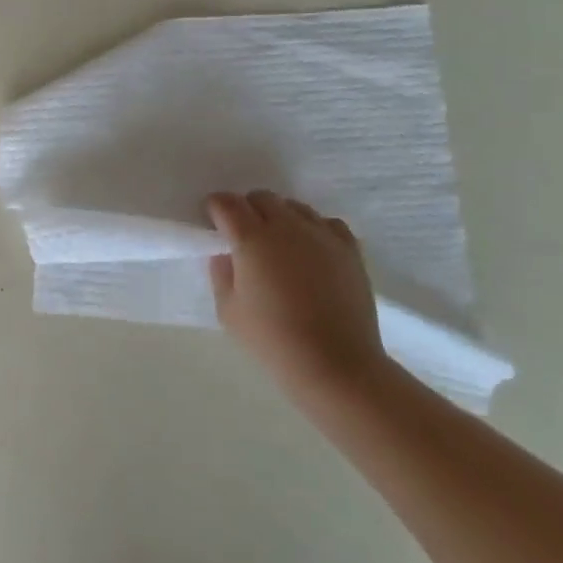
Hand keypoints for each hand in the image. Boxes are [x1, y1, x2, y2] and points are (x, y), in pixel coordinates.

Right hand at [207, 190, 387, 404]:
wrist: (335, 364)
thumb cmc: (272, 341)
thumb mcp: (228, 311)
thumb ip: (221, 273)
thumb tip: (226, 253)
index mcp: (251, 239)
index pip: (227, 204)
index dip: (215, 208)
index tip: (213, 223)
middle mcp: (286, 227)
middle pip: (261, 198)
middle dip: (246, 209)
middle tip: (243, 236)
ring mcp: (321, 235)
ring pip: (294, 207)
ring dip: (279, 217)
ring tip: (278, 244)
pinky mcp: (349, 250)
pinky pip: (327, 222)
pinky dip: (313, 228)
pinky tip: (310, 249)